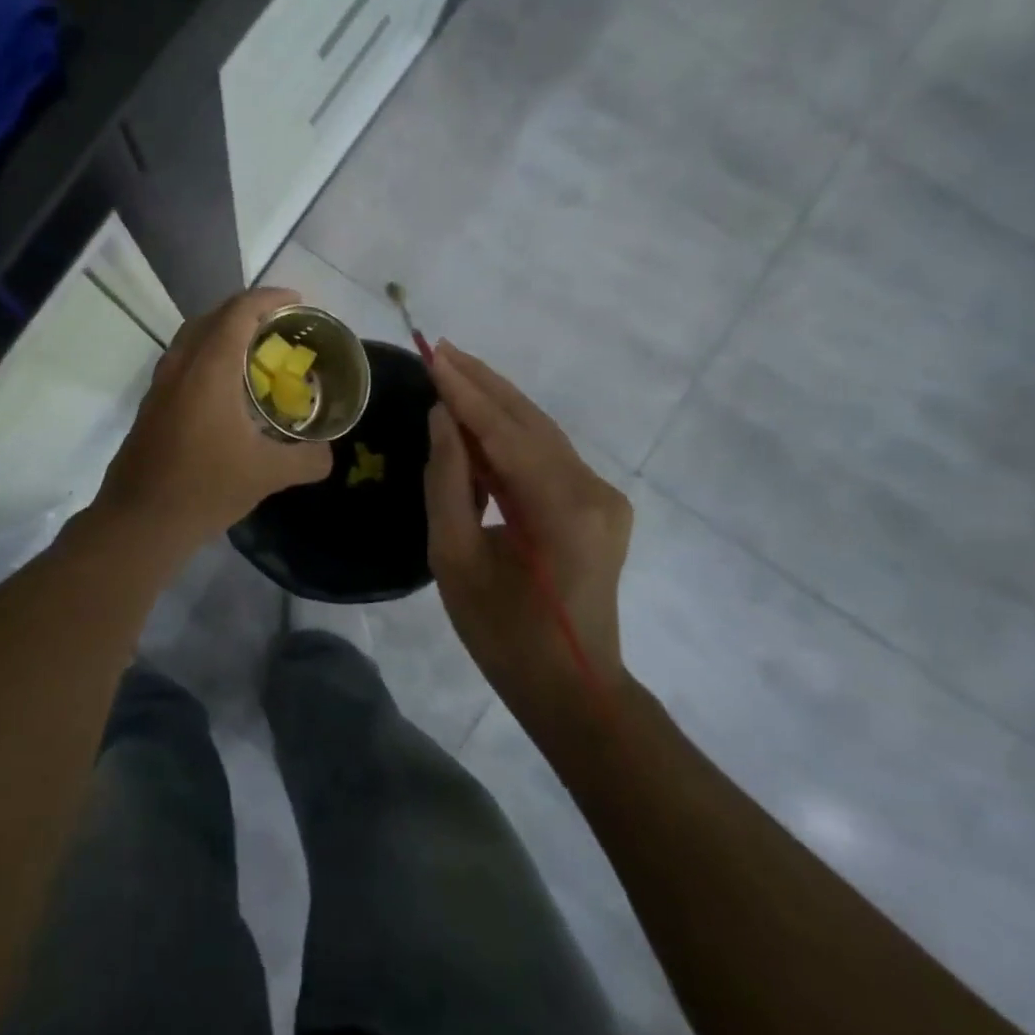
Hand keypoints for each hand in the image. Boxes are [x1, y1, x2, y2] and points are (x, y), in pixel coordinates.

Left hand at [95, 287, 331, 549]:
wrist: (141, 520)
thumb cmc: (205, 487)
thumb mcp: (268, 474)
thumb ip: (307, 459)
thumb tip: (328, 453)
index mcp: (209, 368)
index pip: (239, 311)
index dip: (270, 298)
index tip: (298, 301)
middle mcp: (181, 364)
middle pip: (213, 316)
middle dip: (248, 311)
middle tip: (281, 326)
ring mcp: (161, 384)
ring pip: (193, 337)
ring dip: (224, 332)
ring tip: (257, 351)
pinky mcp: (152, 404)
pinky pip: (183, 361)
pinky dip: (208, 356)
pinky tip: (227, 388)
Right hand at [424, 343, 631, 731]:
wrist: (573, 687)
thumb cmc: (502, 634)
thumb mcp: (454, 559)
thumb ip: (448, 481)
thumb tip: (442, 418)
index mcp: (561, 509)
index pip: (505, 432)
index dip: (465, 391)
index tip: (431, 354)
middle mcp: (593, 491)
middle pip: (530, 421)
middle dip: (483, 382)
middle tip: (440, 347)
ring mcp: (603, 496)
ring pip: (541, 433)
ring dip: (496, 402)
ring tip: (453, 370)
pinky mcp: (599, 504)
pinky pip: (547, 455)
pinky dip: (511, 433)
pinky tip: (478, 418)